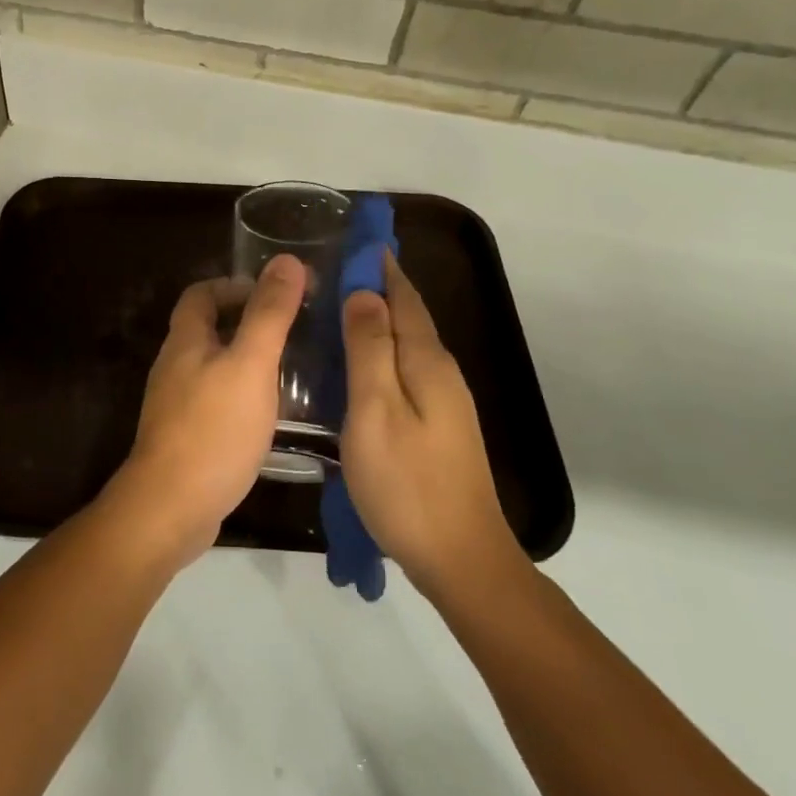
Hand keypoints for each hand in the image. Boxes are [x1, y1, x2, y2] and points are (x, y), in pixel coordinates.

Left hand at [107, 255, 307, 564]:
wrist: (172, 506)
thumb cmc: (214, 428)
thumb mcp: (250, 364)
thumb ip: (269, 314)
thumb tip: (287, 260)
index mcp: (185, 341)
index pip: (201, 293)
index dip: (235, 285)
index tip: (275, 294)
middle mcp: (174, 366)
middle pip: (208, 328)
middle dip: (247, 321)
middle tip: (293, 329)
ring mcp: (176, 403)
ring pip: (214, 365)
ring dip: (247, 359)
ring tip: (291, 368)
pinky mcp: (186, 435)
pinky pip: (216, 399)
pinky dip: (242, 393)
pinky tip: (270, 412)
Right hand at [339, 253, 525, 598]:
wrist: (460, 558)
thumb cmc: (407, 482)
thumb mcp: (376, 410)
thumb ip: (370, 349)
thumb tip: (365, 292)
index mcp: (427, 362)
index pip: (403, 296)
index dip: (381, 265)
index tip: (356, 236)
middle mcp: (441, 373)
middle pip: (409, 316)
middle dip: (379, 287)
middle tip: (335, 267)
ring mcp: (443, 402)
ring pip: (407, 345)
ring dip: (378, 319)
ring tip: (339, 306)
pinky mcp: (437, 426)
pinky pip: (404, 370)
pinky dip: (380, 352)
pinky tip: (357, 363)